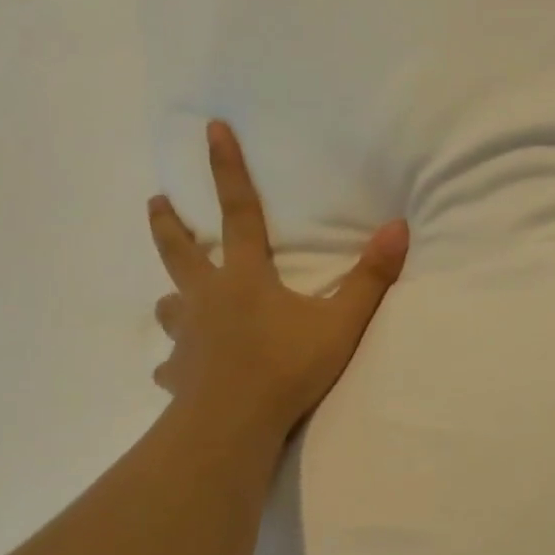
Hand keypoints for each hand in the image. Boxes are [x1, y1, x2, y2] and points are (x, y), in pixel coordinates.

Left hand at [149, 121, 409, 443]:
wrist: (233, 425)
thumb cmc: (287, 368)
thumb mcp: (341, 323)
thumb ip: (370, 278)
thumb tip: (399, 227)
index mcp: (245, 278)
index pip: (238, 212)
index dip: (227, 168)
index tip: (210, 128)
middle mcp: (207, 299)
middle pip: (179, 252)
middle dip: (168, 224)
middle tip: (155, 202)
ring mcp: (187, 338)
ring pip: (170, 306)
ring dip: (173, 296)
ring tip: (176, 298)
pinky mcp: (178, 375)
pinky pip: (171, 366)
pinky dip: (176, 364)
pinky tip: (179, 374)